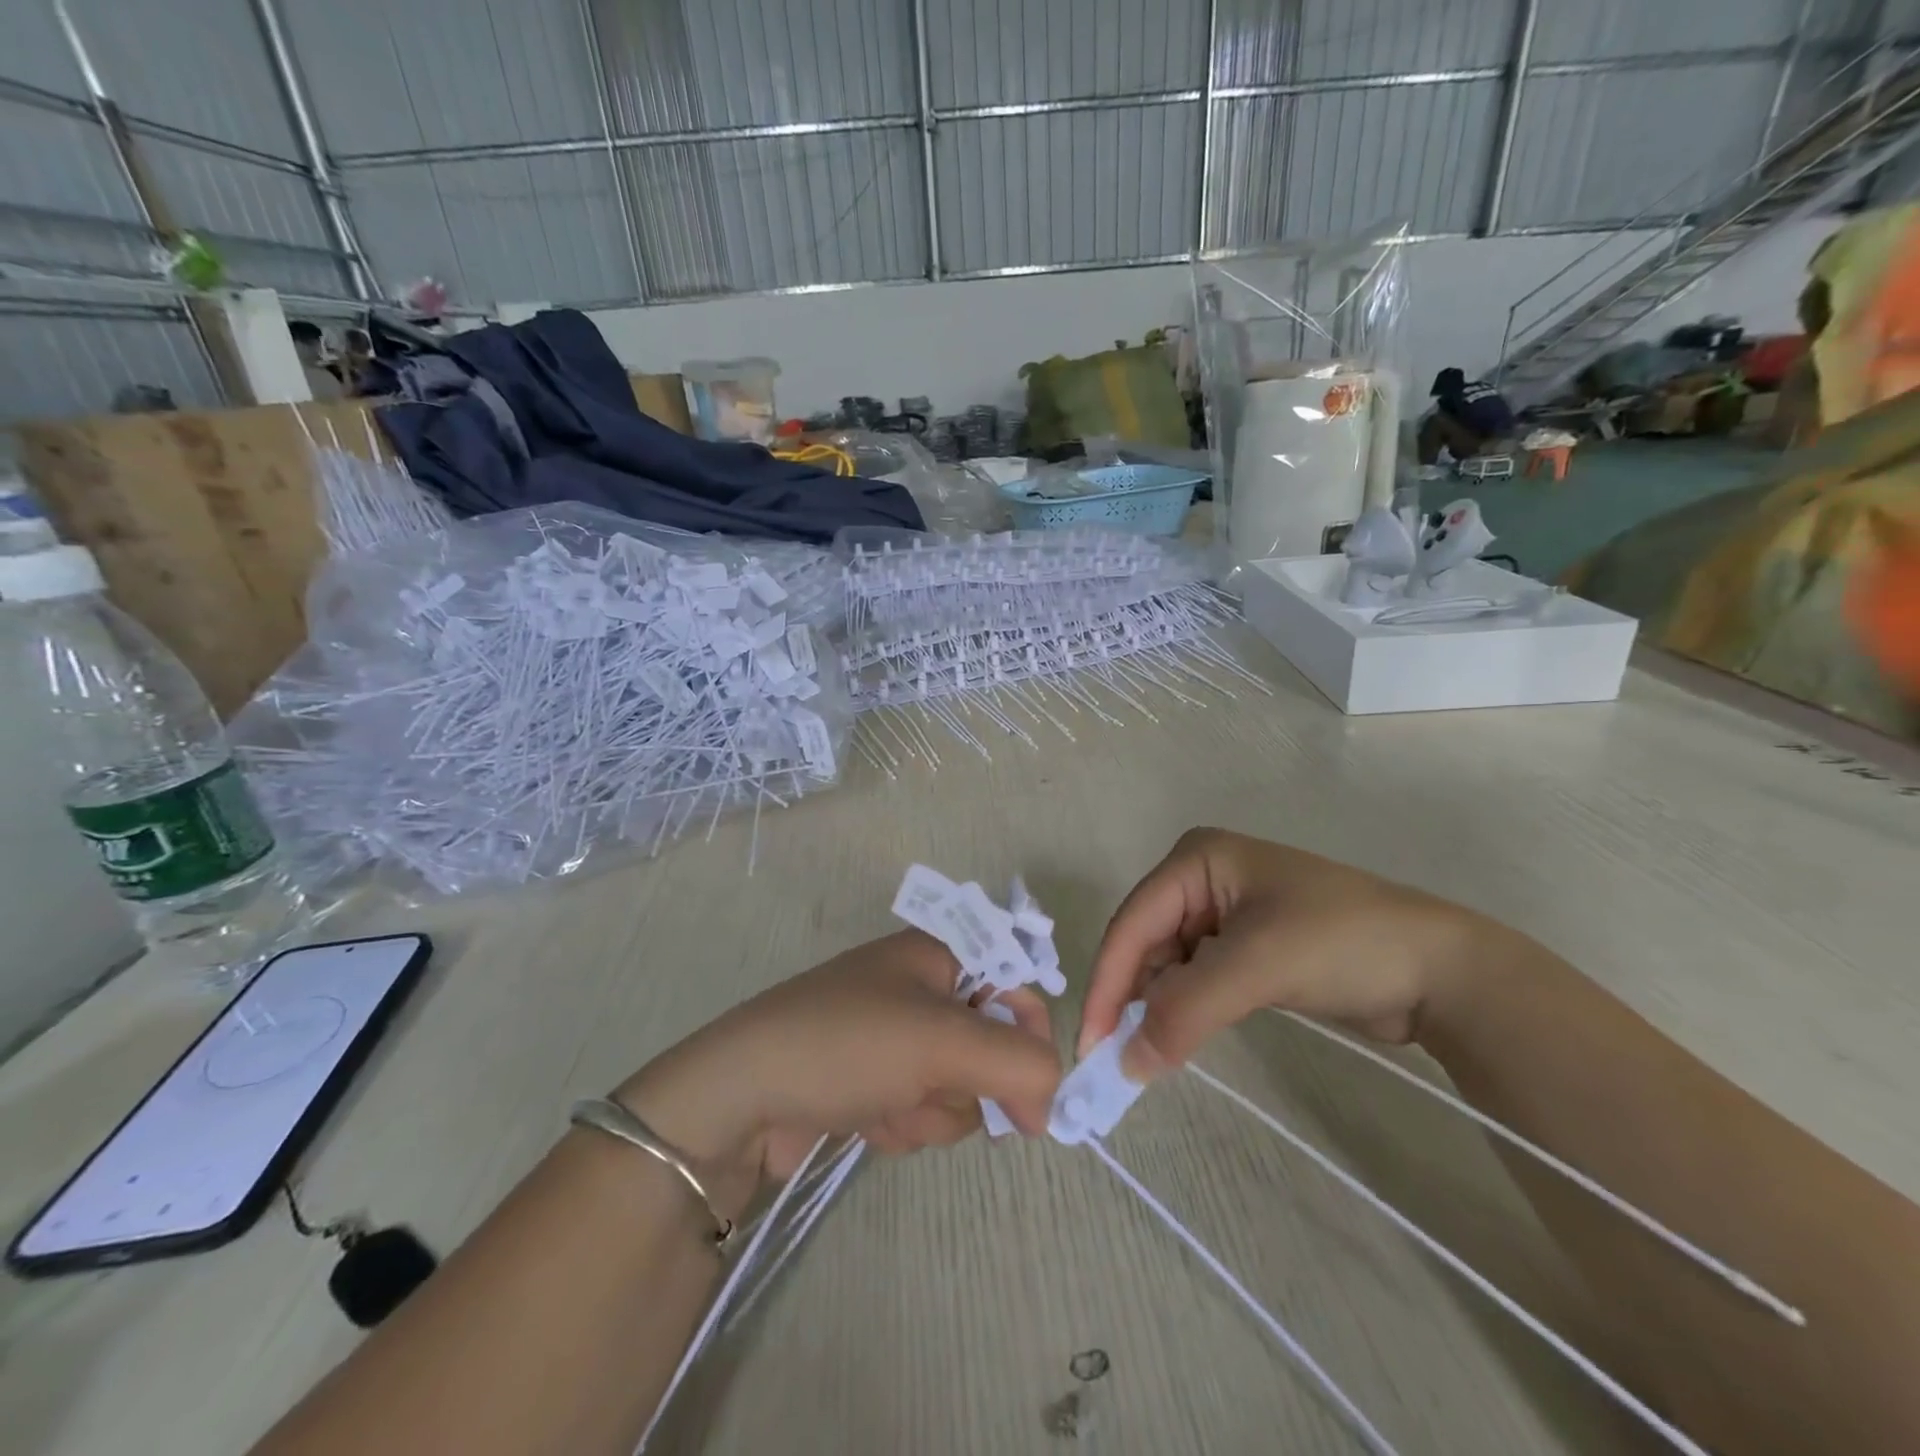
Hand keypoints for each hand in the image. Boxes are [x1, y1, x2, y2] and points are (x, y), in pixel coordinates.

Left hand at [615, 930, 1060, 1222]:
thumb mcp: (942, 1043)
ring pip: (958, 1084)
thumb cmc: (847, 1045)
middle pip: (990, 1041)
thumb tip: (1050, 1096)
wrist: (740, 1099)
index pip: (1016, 981)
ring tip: (889, 1107)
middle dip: (968, 1082)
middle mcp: (919, 987)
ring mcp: (893, 1036)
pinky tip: (867, 1121)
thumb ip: (1017, 1062)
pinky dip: (904, 1122)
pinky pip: (920, 1107)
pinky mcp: (872, 1080)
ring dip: (934, 1109)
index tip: (1035, 1094)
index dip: (1030, 1033)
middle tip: (936, 1092)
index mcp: (937, 953)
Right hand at [1080, 828, 1483, 1078]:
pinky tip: (1177, 1036)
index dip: (1109, 983)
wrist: (1442, 970)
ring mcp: (1225, 911)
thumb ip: (1184, 1010)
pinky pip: (1196, 977)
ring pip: (1168, 964)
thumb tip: (1125, 1064)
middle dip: (1132, 998)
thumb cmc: (1342, 943)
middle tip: (1116, 1060)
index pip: (1133, 923)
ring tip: (1145, 1055)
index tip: (1092, 1045)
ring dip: (1158, 1007)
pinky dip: (1185, 1008)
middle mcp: (1202, 878)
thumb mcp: (1257, 968)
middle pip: (1146, 942)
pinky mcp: (1246, 945)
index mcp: (1197, 859)